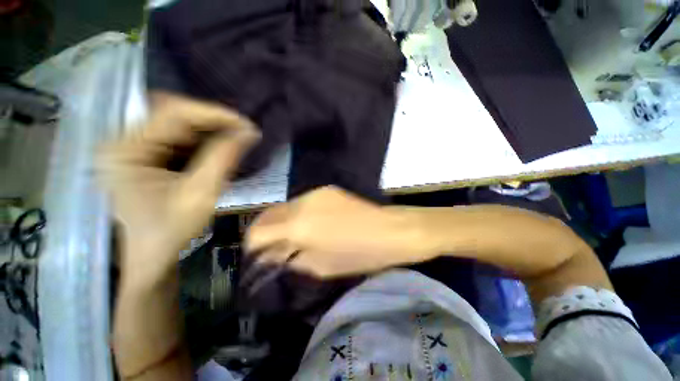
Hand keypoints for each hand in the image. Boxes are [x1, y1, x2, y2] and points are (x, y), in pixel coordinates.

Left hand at [97, 93, 258, 270]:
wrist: (143, 263)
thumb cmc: (164, 239)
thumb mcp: (195, 200)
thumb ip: (221, 160)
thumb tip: (247, 131)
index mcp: (126, 149)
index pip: (173, 112)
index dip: (213, 114)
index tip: (245, 126)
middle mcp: (122, 139)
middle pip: (170, 114)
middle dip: (207, 123)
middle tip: (237, 136)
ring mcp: (125, 144)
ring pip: (169, 122)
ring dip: (199, 132)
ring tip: (225, 144)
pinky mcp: (132, 152)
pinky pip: (164, 135)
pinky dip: (188, 141)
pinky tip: (205, 152)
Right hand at [244, 186, 433, 277]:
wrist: (395, 232)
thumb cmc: (360, 256)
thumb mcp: (320, 267)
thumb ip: (290, 261)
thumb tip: (272, 258)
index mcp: (297, 226)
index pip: (257, 232)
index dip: (251, 247)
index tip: (253, 260)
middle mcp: (299, 203)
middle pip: (265, 216)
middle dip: (258, 234)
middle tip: (263, 252)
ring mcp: (313, 193)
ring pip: (281, 208)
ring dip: (275, 225)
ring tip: (280, 242)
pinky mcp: (325, 190)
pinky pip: (298, 204)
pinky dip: (291, 217)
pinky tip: (300, 230)